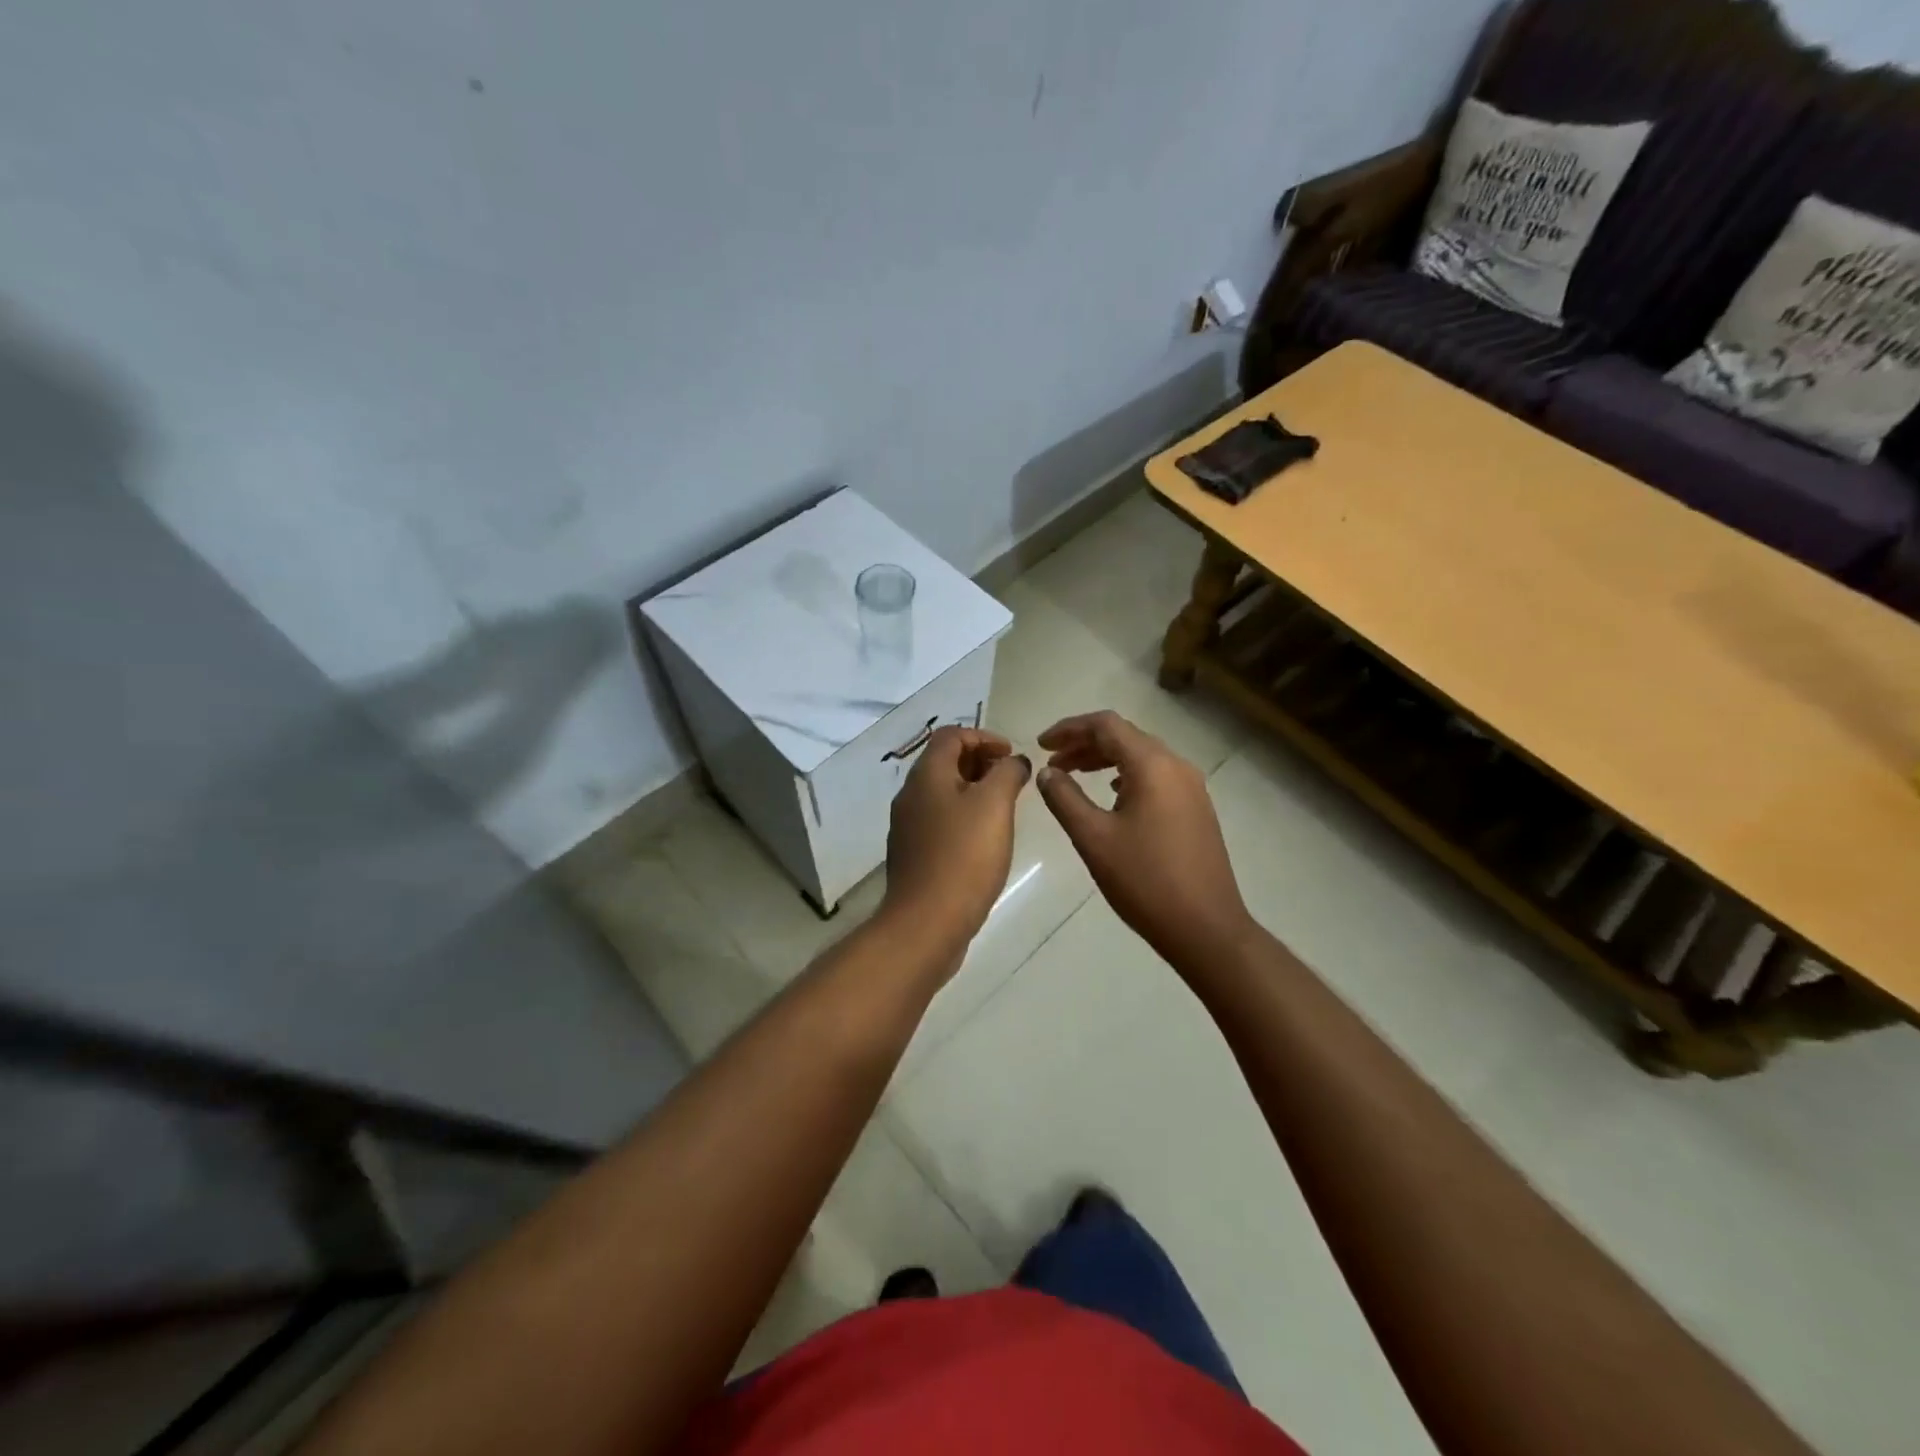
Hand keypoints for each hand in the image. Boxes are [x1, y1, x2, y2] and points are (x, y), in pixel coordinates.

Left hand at [883, 726, 1030, 953]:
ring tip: (1005, 807)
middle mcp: (911, 795)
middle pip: (945, 762)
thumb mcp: (994, 805)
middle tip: (1012, 779)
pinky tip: (985, 839)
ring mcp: (908, 827)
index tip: (1012, 755)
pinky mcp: (914, 854)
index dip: (984, 737)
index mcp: (927, 776)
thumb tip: (1014, 761)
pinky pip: (940, 820)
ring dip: (974, 790)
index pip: (951, 735)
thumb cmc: (964, 856)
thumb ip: (1007, 773)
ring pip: (943, 793)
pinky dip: (964, 816)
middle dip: (980, 762)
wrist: (927, 922)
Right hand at [1035, 711, 1254, 969]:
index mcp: (1152, 765)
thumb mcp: (1093, 838)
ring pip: (1142, 757)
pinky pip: (1156, 777)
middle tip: (1052, 763)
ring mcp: (1192, 788)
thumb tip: (1047, 772)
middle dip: (1085, 744)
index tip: (1041, 745)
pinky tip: (1111, 796)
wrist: (1206, 928)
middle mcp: (1176, 766)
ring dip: (1105, 760)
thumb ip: (1065, 798)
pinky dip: (1126, 776)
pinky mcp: (1197, 809)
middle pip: (1125, 736)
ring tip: (1074, 776)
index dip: (1069, 728)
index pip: (1106, 725)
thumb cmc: (1144, 881)